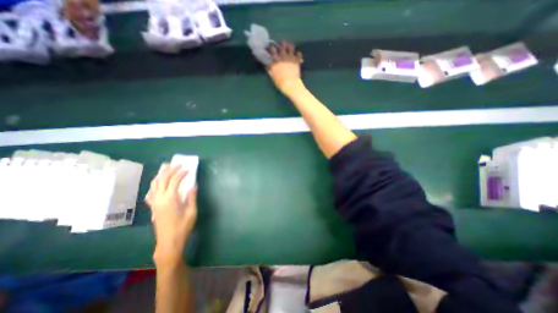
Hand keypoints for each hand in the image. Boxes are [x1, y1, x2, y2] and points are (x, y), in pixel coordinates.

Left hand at [144, 164, 196, 266]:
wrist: (168, 242)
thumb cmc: (182, 227)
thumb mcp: (191, 212)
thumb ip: (191, 197)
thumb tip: (193, 185)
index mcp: (170, 199)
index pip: (174, 181)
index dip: (181, 173)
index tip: (188, 169)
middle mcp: (160, 199)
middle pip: (163, 180)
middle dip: (170, 170)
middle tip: (178, 164)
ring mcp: (154, 203)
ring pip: (154, 184)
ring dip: (160, 175)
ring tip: (166, 167)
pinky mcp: (153, 207)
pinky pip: (151, 192)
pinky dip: (155, 184)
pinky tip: (158, 183)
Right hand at [267, 42, 304, 94]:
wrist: (290, 84)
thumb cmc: (280, 82)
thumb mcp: (272, 76)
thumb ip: (269, 69)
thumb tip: (266, 64)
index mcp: (275, 59)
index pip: (272, 48)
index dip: (271, 47)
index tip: (272, 47)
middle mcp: (283, 56)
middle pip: (282, 44)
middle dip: (282, 43)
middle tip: (282, 45)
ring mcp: (290, 57)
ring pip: (291, 46)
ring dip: (290, 46)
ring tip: (290, 47)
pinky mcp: (297, 60)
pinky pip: (299, 54)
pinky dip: (298, 54)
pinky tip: (297, 55)